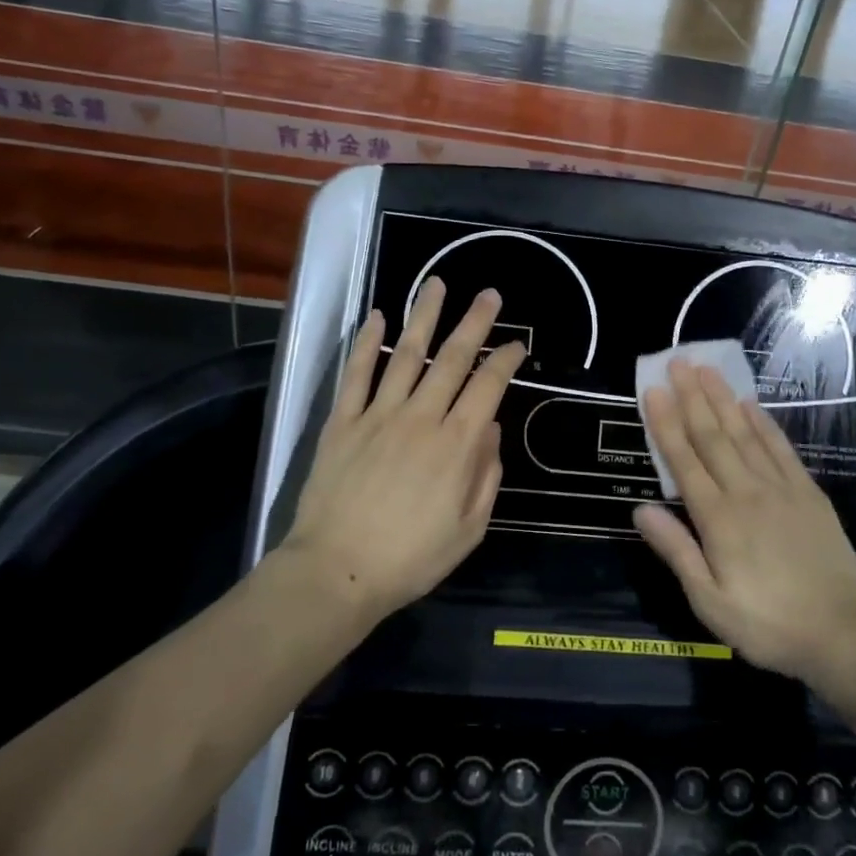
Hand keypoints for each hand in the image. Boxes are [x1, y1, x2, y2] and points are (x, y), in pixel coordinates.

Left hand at [283, 278, 525, 623]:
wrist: (337, 570)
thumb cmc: (411, 557)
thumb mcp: (469, 528)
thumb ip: (486, 475)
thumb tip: (491, 429)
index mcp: (457, 444)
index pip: (488, 387)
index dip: (506, 359)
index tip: (517, 343)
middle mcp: (421, 417)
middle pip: (453, 358)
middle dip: (474, 322)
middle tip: (489, 294)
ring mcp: (379, 414)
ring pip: (406, 354)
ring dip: (424, 316)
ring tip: (436, 285)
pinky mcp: (343, 421)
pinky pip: (357, 373)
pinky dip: (367, 342)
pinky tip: (378, 316)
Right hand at [633, 360, 855, 702]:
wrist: (843, 633)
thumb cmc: (767, 623)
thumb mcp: (709, 601)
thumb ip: (676, 551)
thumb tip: (639, 509)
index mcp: (718, 519)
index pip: (684, 460)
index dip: (666, 423)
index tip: (653, 390)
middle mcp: (746, 492)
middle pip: (712, 436)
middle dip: (692, 396)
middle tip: (678, 361)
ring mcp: (780, 488)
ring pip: (744, 433)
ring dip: (722, 399)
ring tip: (707, 369)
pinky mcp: (807, 492)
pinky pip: (779, 448)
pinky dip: (762, 423)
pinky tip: (750, 404)